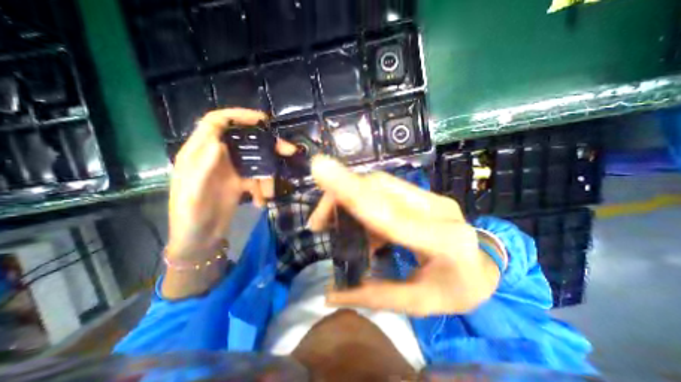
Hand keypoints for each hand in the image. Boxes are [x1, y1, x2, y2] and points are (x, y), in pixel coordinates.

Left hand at [168, 109, 295, 261]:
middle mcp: (216, 157)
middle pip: (244, 141)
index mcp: (199, 154)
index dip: (238, 116)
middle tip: (288, 150)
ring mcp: (230, 170)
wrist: (201, 239)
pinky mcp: (240, 182)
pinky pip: (258, 179)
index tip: (262, 120)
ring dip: (267, 175)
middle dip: (267, 145)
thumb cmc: (190, 217)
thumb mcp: (191, 194)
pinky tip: (261, 202)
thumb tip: (218, 142)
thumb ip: (202, 169)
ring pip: (255, 161)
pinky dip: (263, 189)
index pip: (216, 123)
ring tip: (268, 194)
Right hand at [309, 155, 498, 315]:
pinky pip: (384, 192)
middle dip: (342, 194)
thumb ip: (374, 295)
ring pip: (379, 185)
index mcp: (442, 241)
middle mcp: (436, 209)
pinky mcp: (422, 195)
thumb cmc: (458, 290)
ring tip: (332, 224)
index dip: (351, 192)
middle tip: (319, 222)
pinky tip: (358, 227)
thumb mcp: (420, 303)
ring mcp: (430, 197)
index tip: (321, 168)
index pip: (388, 213)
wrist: (484, 266)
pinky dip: (363, 206)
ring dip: (350, 199)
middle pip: (379, 187)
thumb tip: (330, 293)